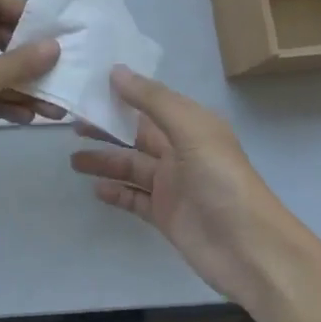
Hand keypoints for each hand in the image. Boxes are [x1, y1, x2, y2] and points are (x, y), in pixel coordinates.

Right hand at [71, 68, 302, 310]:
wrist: (249, 250)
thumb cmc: (222, 181)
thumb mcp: (191, 131)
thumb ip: (152, 100)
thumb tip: (116, 71)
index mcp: (191, 126)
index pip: (150, 103)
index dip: (122, 94)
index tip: (87, 86)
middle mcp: (181, 152)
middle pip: (136, 135)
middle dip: (107, 128)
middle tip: (71, 124)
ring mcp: (172, 186)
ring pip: (131, 167)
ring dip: (104, 161)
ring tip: (73, 160)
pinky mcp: (165, 215)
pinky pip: (134, 198)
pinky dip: (115, 193)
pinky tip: (95, 189)